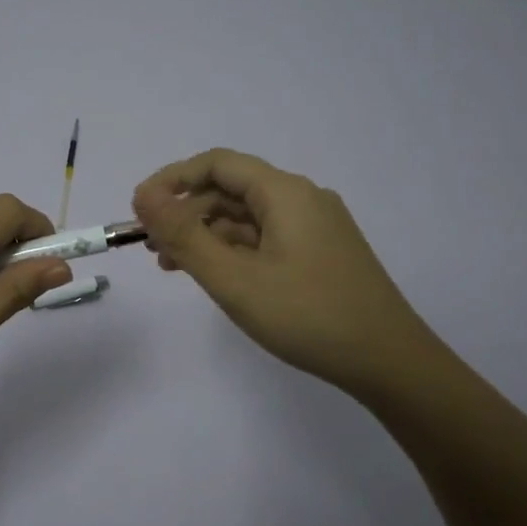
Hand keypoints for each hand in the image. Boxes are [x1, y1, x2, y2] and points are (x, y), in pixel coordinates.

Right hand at [132, 149, 433, 399]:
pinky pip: (266, 238)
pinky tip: (215, 275)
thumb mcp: (234, 279)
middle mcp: (302, 199)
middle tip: (150, 247)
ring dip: (206, 235)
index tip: (138, 210)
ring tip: (172, 266)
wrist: (388, 361)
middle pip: (231, 190)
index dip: (172, 180)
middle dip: (185, 212)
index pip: (217, 164)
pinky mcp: (320, 254)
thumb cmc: (306, 316)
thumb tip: (143, 196)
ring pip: (247, 217)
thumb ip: (185, 236)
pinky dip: (234, 251)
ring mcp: (315, 227)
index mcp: (285, 192)